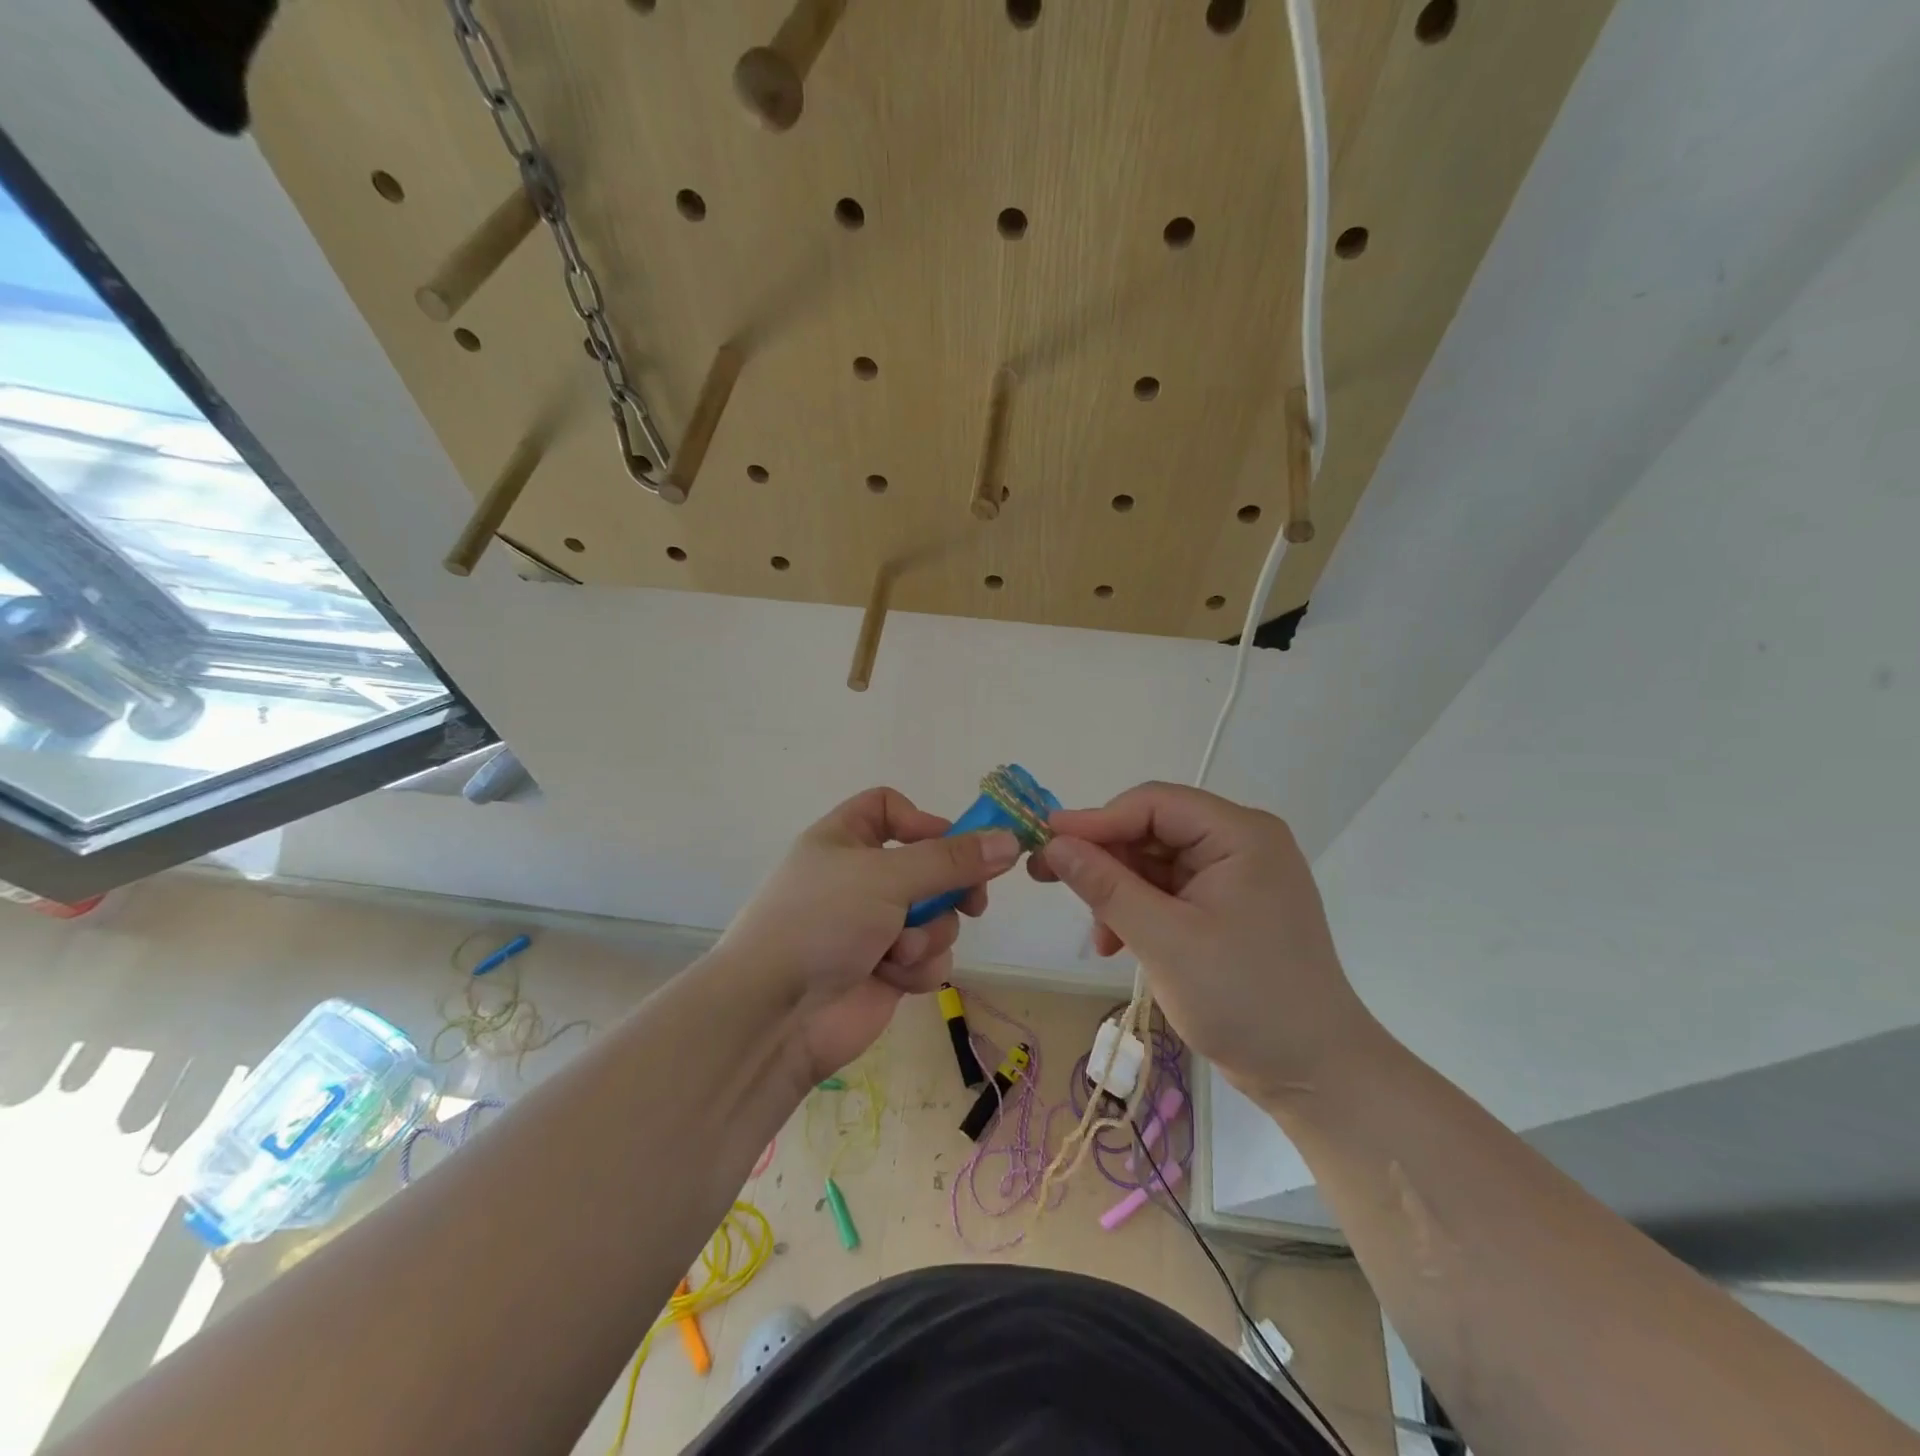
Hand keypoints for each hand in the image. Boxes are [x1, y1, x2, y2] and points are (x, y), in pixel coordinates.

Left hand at [715, 787, 1021, 1080]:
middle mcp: (862, 878)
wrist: (776, 1014)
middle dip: (949, 888)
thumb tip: (1010, 840)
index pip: (890, 808)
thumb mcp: (886, 876)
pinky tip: (893, 976)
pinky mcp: (889, 968)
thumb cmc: (822, 921)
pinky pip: (929, 955)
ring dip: (927, 934)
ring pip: (937, 915)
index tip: (958, 843)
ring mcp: (876, 925)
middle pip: (929, 865)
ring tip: (897, 950)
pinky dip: (918, 965)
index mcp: (845, 839)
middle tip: (972, 901)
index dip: (924, 821)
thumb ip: (952, 860)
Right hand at [1030, 782, 1377, 1097]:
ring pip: (1156, 863)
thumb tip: (1053, 844)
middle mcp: (1241, 843)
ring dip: (1119, 893)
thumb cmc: (1244, 999)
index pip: (1154, 804)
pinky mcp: (1230, 908)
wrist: (1316, 1074)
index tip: (1045, 841)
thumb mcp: (1164, 939)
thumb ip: (1105, 885)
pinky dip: (1141, 912)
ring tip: (1099, 935)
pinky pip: (1171, 892)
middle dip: (1105, 860)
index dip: (1096, 820)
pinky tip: (1119, 944)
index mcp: (1240, 834)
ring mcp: (1237, 877)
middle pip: (1153, 831)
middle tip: (1050, 880)